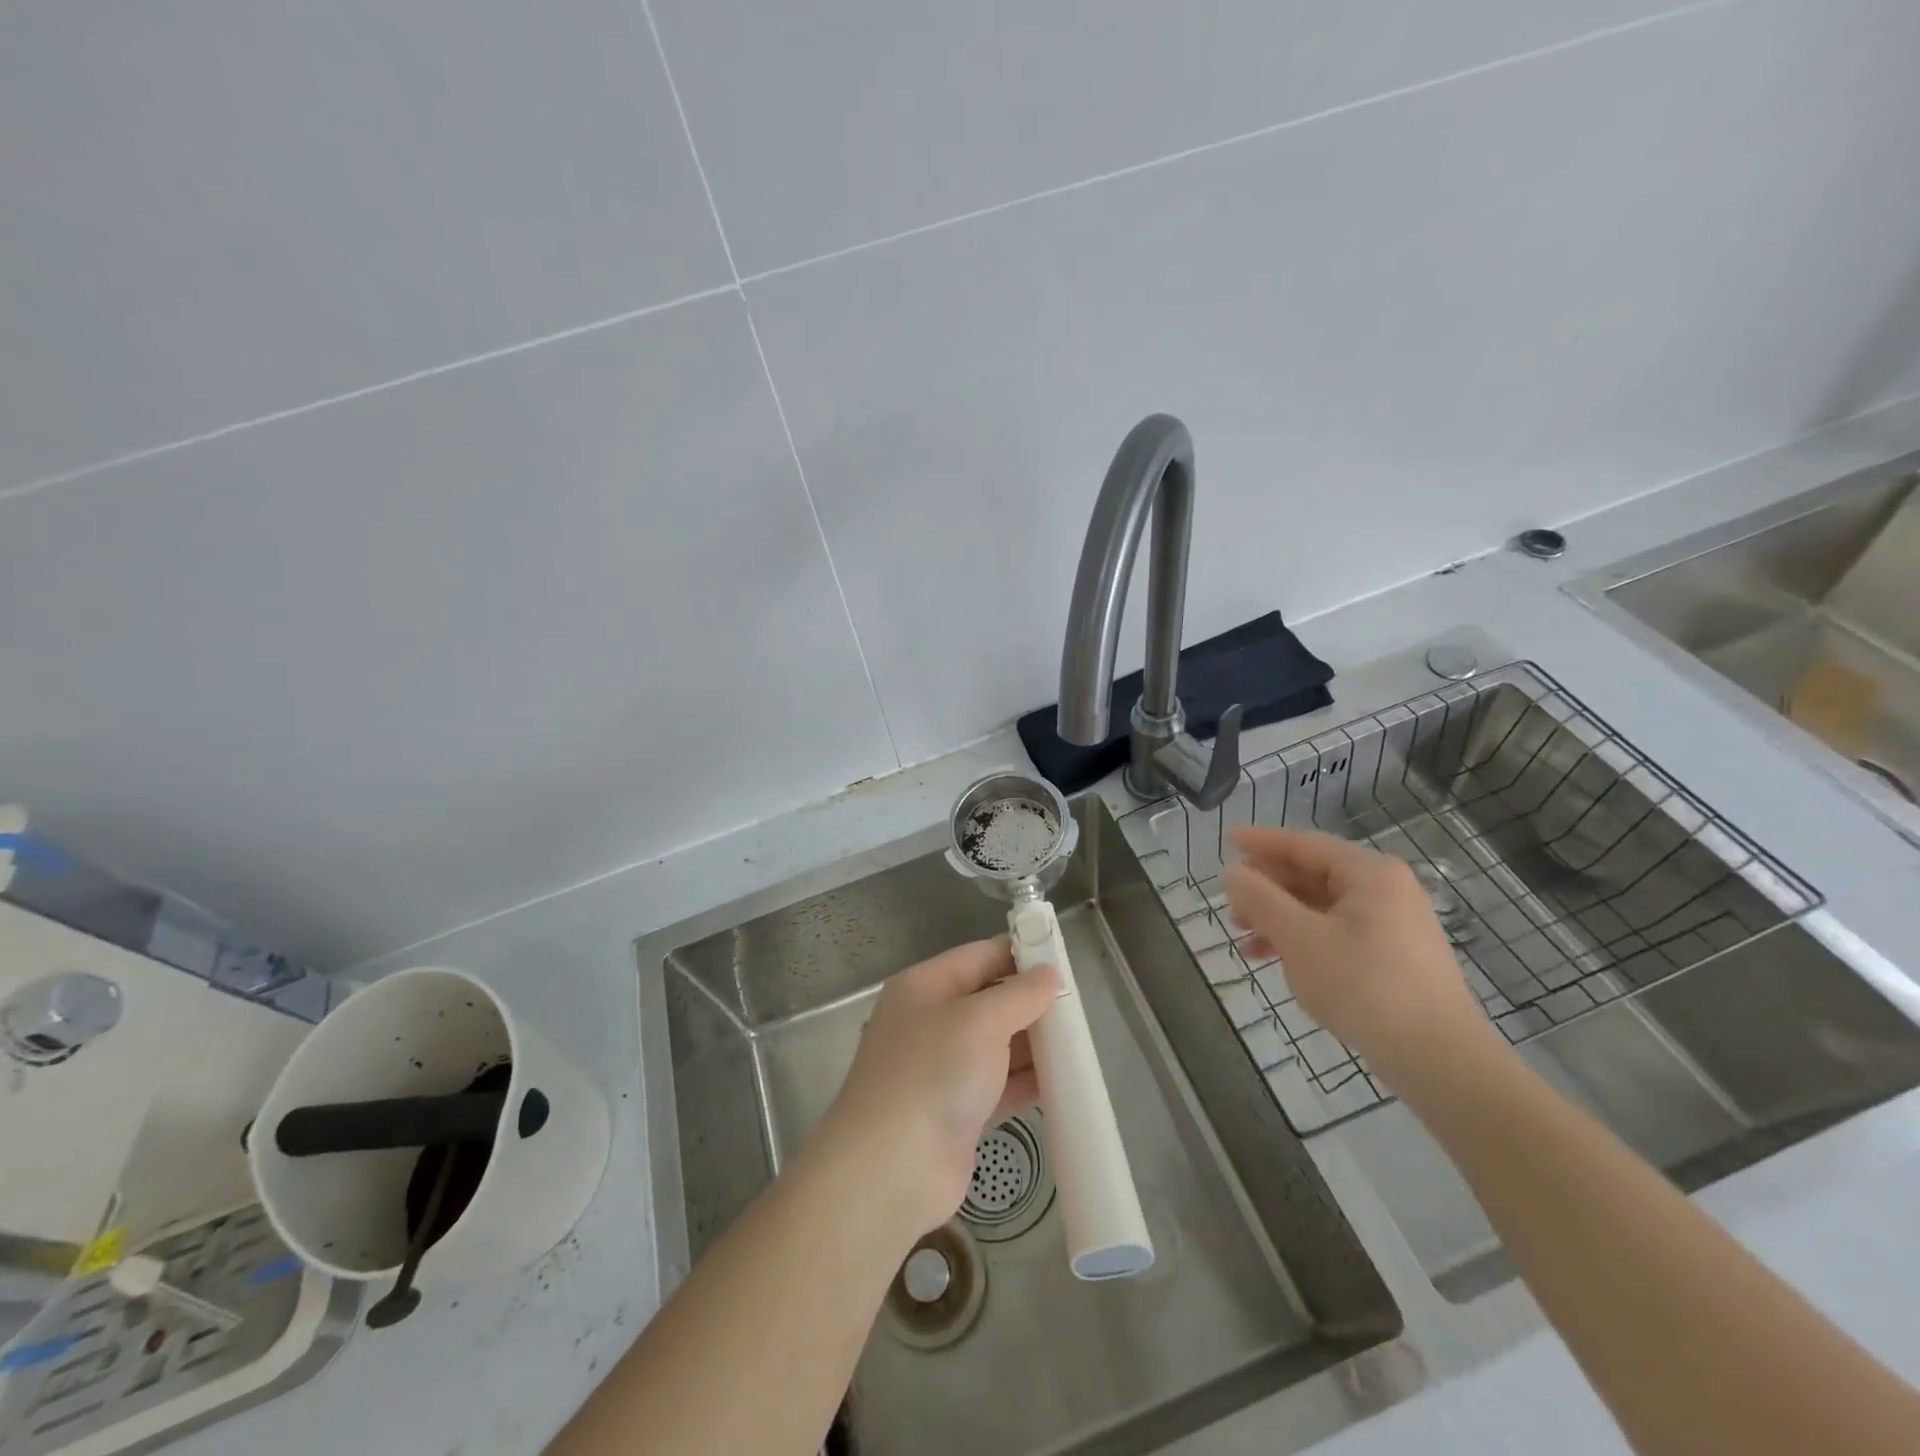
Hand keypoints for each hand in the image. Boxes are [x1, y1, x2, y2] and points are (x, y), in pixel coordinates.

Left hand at [811, 938, 1058, 1239]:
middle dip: (1030, 1002)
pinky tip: (1063, 1082)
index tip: (1061, 959)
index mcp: (925, 986)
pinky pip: (999, 1084)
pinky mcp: (957, 1111)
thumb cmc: (933, 1073)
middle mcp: (931, 1021)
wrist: (891, 1169)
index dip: (1019, 953)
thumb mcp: (980, 1021)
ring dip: (1033, 1044)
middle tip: (1078, 1006)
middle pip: (989, 1000)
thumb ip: (1019, 995)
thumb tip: (1048, 974)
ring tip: (1079, 1042)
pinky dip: (1027, 1082)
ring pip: (997, 1044)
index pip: (979, 956)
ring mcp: (942, 1068)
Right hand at [1222, 826, 1498, 1091]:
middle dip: (1267, 889)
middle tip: (1231, 906)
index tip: (1227, 840)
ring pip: (1320, 907)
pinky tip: (1277, 961)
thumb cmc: (1365, 987)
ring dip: (1279, 918)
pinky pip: (1335, 932)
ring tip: (1244, 939)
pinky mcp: (1393, 956)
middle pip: (1311, 875)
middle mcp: (1385, 889)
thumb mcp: (1300, 939)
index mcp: (1369, 873)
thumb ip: (1261, 900)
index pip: (1304, 844)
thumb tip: (1233, 872)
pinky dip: (1302, 940)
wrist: (1439, 1060)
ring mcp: (1393, 924)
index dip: (1261, 842)